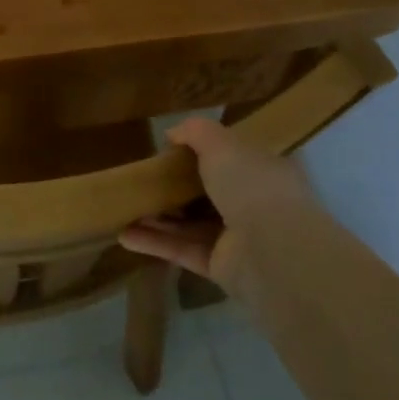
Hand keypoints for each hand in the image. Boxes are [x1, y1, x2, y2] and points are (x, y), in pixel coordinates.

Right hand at [119, 117, 311, 297]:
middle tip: (145, 180)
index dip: (206, 153)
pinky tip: (124, 235)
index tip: (173, 151)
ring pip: (193, 224)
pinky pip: (183, 251)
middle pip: (210, 192)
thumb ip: (195, 132)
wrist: (274, 252)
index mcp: (266, 171)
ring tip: (126, 207)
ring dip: (160, 217)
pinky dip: (155, 243)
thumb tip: (172, 134)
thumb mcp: (221, 143)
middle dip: (176, 187)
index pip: (236, 158)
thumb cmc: (252, 185)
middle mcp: (256, 204)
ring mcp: (240, 239)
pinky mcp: (222, 268)